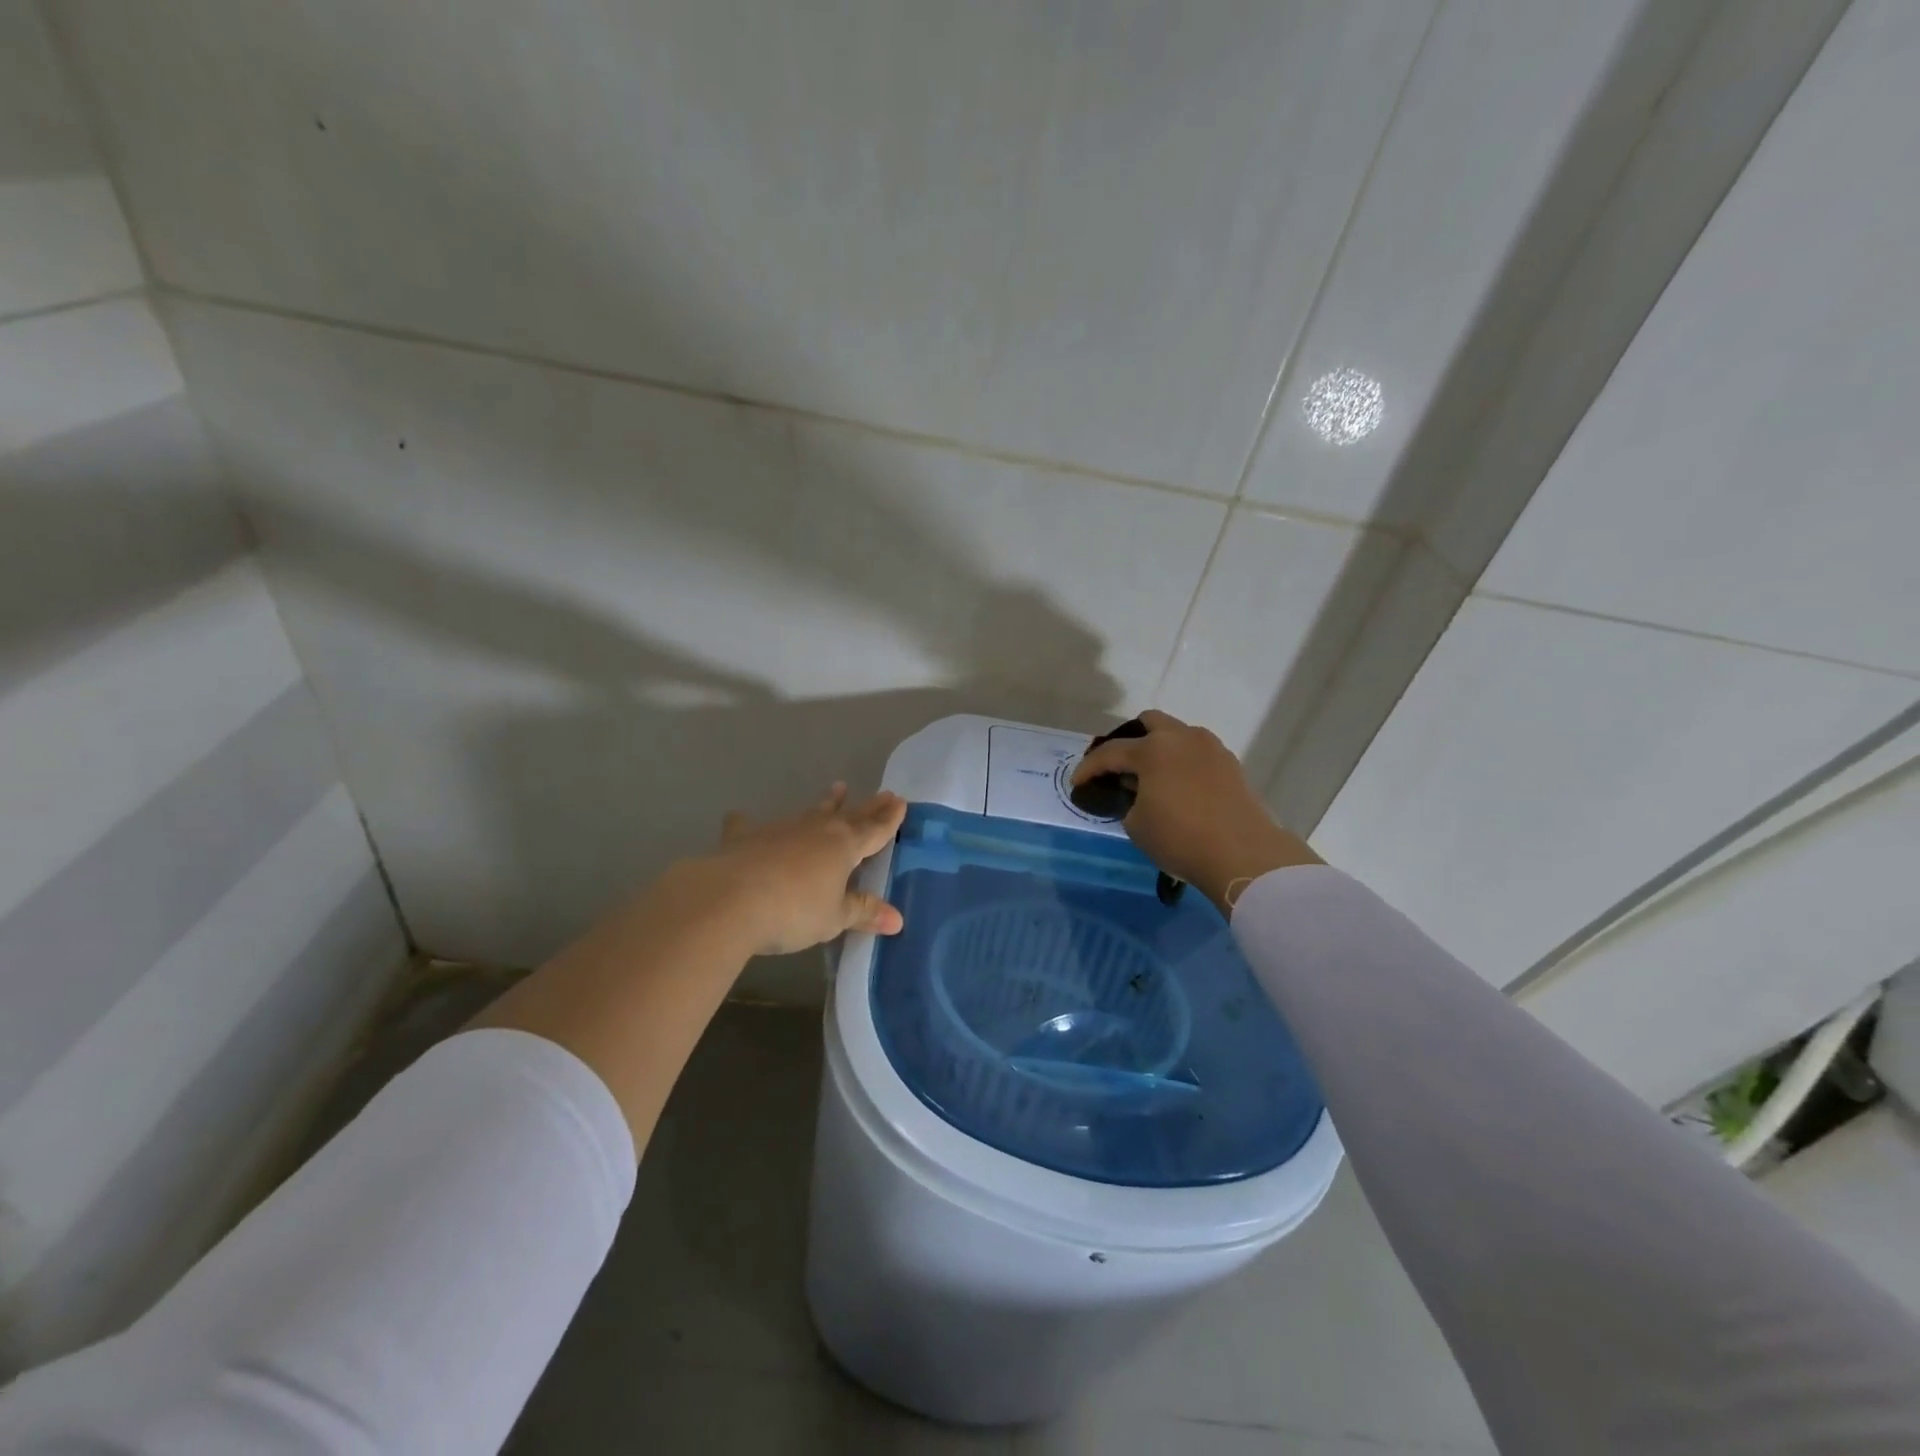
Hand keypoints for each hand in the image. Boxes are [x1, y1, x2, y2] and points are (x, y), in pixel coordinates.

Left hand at [692, 784, 907, 954]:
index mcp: (843, 847)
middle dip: (868, 807)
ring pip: (810, 812)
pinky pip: (750, 825)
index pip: (874, 831)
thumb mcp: (833, 918)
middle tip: (884, 793)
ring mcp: (780, 829)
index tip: (901, 802)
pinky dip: (748, 822)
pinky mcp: (745, 836)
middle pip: (849, 816)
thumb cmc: (793, 910)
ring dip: (826, 803)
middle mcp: (816, 830)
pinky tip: (741, 817)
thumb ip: (862, 912)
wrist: (730, 898)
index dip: (889, 819)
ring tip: (837, 788)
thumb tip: (897, 919)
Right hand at [1071, 710, 1318, 913]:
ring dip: (1159, 748)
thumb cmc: (1180, 838)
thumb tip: (1136, 791)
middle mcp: (1182, 738)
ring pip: (1177, 734)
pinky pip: (1197, 752)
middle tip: (1119, 767)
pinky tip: (1177, 786)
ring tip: (1150, 776)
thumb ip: (1129, 799)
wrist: (1243, 854)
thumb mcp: (1137, 824)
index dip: (1089, 768)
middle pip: (1149, 722)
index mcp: (1153, 749)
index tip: (1077, 783)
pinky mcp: (1230, 764)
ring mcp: (1211, 748)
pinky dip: (1181, 762)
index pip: (1110, 752)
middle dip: (1129, 740)